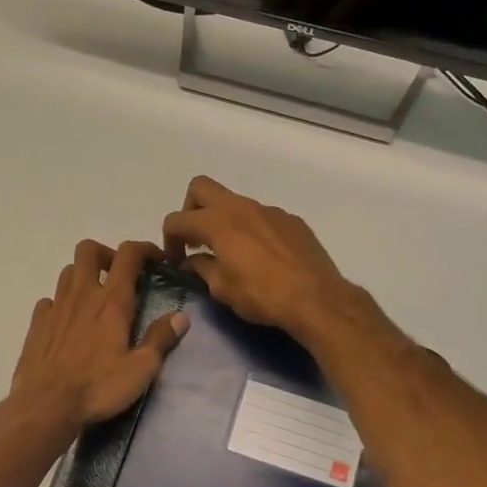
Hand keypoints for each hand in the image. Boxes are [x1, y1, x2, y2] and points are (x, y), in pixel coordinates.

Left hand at [8, 240, 189, 429]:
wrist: (45, 406)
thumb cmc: (98, 387)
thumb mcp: (141, 369)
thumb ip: (161, 339)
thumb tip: (181, 317)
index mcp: (112, 301)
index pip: (128, 254)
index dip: (144, 248)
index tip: (157, 260)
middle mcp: (82, 294)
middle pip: (88, 249)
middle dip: (106, 254)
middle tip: (119, 276)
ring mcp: (56, 306)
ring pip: (68, 271)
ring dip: (84, 276)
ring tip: (96, 299)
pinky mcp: (37, 323)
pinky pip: (49, 300)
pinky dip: (61, 303)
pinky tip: (68, 323)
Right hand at [161, 177, 353, 342]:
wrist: (317, 299)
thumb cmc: (262, 296)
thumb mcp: (222, 289)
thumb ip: (201, 268)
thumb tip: (192, 261)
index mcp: (217, 222)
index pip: (177, 219)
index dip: (169, 240)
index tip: (176, 260)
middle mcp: (241, 207)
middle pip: (201, 187)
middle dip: (191, 209)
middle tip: (196, 239)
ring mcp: (269, 210)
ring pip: (235, 202)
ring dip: (224, 220)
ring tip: (231, 252)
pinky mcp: (291, 220)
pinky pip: (261, 216)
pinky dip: (252, 229)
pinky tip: (262, 256)